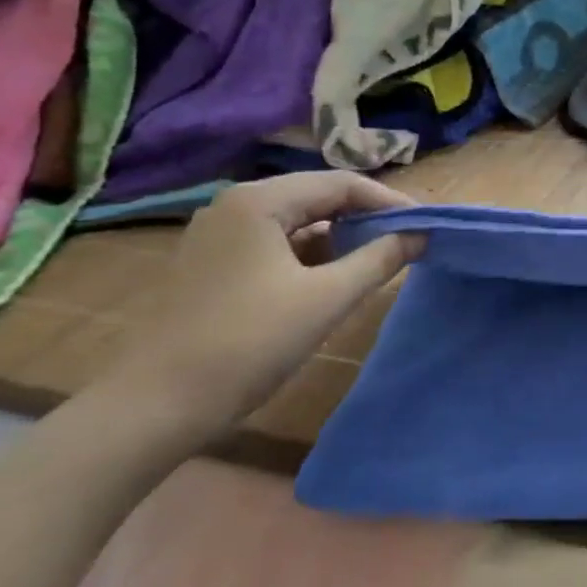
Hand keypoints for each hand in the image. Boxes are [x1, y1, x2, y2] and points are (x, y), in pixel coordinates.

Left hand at [101, 172, 421, 446]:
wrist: (159, 402)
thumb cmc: (250, 342)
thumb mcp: (327, 298)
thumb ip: (380, 259)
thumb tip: (420, 235)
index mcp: (259, 201)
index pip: (341, 184)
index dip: (390, 202)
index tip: (427, 225)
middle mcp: (235, 205)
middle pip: (317, 197)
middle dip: (367, 216)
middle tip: (409, 239)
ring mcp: (218, 235)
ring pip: (296, 221)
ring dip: (341, 235)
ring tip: (379, 257)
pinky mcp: (213, 264)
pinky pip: (275, 244)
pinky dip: (311, 254)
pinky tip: (333, 277)